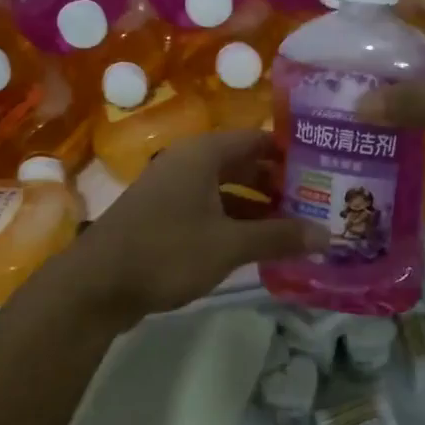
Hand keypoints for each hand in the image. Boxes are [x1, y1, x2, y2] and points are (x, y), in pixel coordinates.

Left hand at [72, 130, 326, 321]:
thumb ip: (279, 237)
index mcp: (204, 154)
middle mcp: (188, 162)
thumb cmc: (166, 251)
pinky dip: (235, 222)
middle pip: (244, 165)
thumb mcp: (229, 245)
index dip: (292, 154)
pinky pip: (210, 209)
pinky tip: (259, 245)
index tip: (325, 169)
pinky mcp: (164, 216)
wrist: (96, 285)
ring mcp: (173, 190)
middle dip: (279, 185)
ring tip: (298, 227)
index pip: (259, 139)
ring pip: (227, 190)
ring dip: (259, 207)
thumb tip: (328, 235)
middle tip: (319, 203)